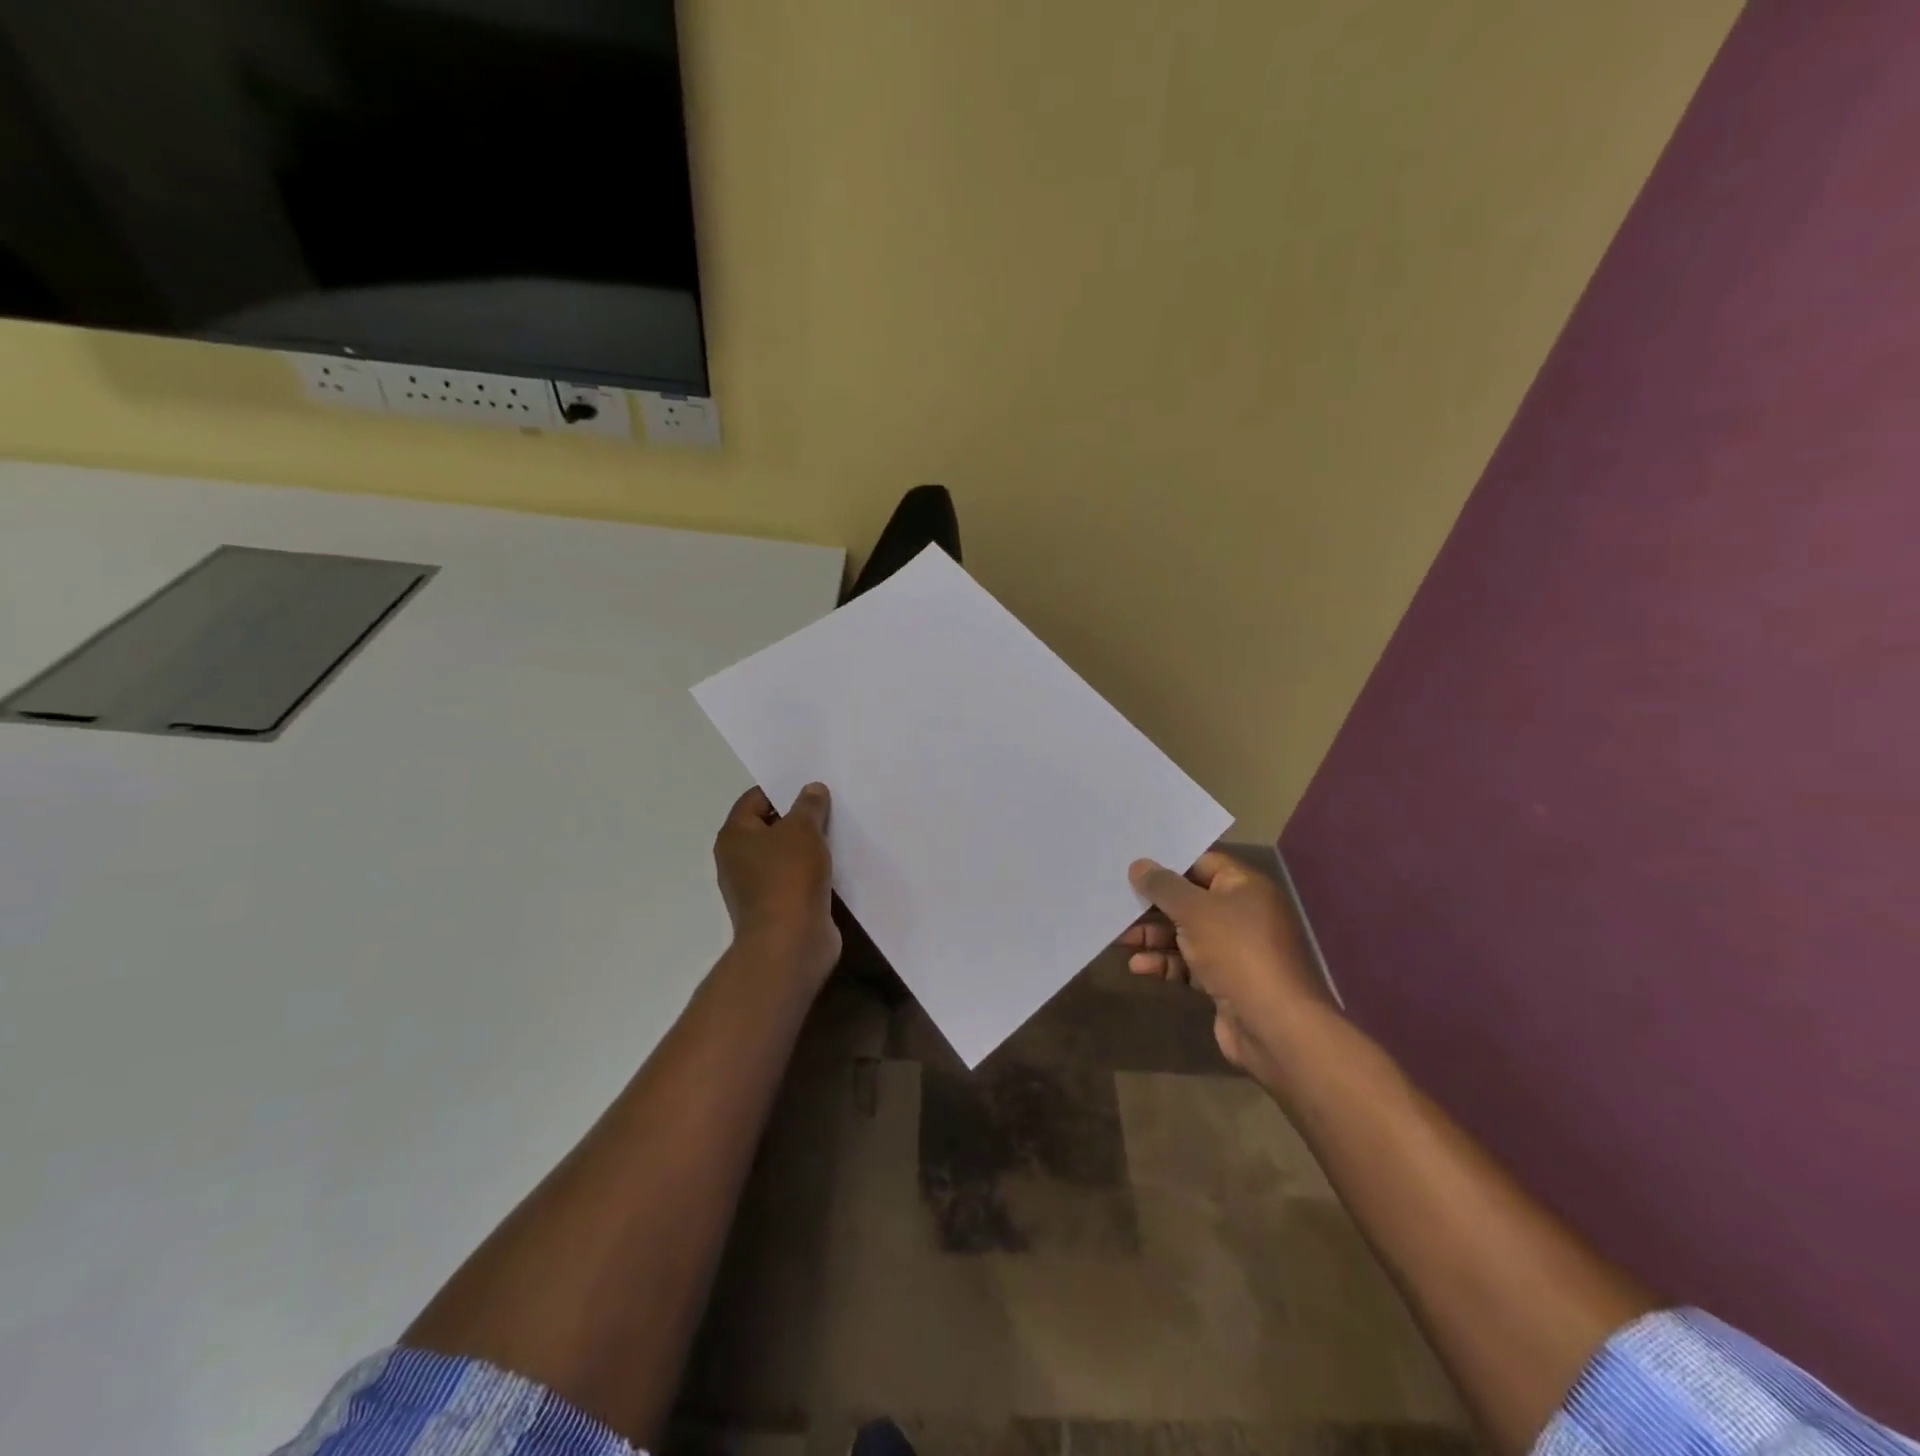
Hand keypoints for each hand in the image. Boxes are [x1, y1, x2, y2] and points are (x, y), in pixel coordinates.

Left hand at [714, 783, 840, 988]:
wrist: (790, 942)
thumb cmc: (789, 877)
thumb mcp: (803, 829)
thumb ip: (809, 805)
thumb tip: (812, 789)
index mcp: (734, 836)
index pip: (755, 799)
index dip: (782, 789)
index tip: (813, 787)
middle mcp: (737, 861)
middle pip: (770, 827)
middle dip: (799, 818)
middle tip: (831, 807)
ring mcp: (756, 888)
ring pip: (785, 856)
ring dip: (808, 847)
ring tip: (839, 834)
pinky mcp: (777, 909)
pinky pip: (795, 880)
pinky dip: (812, 872)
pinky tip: (837, 866)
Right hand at [1123, 849, 1333, 1078]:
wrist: (1274, 1026)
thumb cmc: (1236, 952)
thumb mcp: (1194, 910)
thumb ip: (1163, 886)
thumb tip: (1139, 865)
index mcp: (1246, 887)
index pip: (1203, 863)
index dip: (1169, 864)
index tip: (1134, 866)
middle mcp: (1243, 914)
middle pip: (1191, 900)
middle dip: (1154, 904)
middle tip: (1117, 902)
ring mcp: (1235, 950)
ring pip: (1186, 934)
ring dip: (1153, 935)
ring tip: (1120, 937)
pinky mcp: (1225, 981)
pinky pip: (1188, 964)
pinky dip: (1165, 963)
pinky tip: (1138, 966)